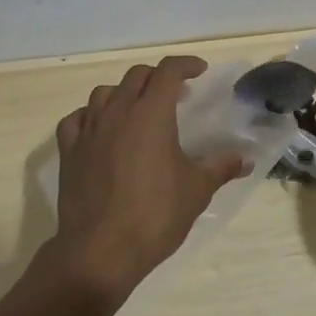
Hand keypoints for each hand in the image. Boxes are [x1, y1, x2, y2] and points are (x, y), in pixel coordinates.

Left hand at [48, 56, 249, 299]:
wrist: (100, 251)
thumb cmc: (155, 215)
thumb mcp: (197, 190)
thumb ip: (221, 167)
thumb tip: (246, 159)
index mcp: (151, 113)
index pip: (168, 71)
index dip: (186, 65)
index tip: (200, 71)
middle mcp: (118, 111)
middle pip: (137, 76)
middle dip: (158, 77)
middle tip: (176, 95)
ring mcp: (89, 130)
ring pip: (104, 93)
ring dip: (125, 93)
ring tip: (138, 110)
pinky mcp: (69, 151)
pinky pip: (77, 119)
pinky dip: (91, 116)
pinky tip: (101, 130)